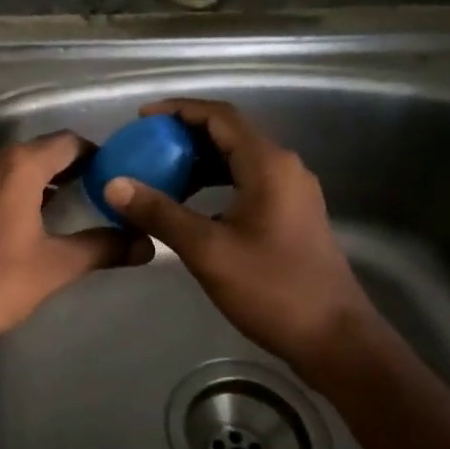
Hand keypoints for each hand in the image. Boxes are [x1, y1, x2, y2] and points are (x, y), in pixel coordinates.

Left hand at [0, 131, 149, 359]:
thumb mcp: (55, 266)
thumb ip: (103, 248)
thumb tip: (147, 245)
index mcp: (18, 165)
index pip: (69, 143)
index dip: (98, 156)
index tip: (120, 177)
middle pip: (42, 152)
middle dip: (74, 169)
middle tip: (104, 194)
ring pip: (17, 167)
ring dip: (46, 181)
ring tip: (76, 207)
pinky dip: (20, 190)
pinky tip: (35, 220)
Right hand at [102, 99, 378, 371]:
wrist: (335, 338)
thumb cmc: (272, 289)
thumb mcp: (208, 250)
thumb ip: (160, 213)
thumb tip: (114, 184)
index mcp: (268, 164)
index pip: (220, 116)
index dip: (179, 110)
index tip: (141, 119)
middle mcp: (284, 167)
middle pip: (229, 134)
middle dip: (185, 137)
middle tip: (144, 148)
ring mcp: (292, 192)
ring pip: (238, 161)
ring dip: (200, 163)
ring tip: (160, 175)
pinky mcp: (292, 215)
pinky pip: (248, 183)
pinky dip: (216, 185)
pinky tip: (191, 207)